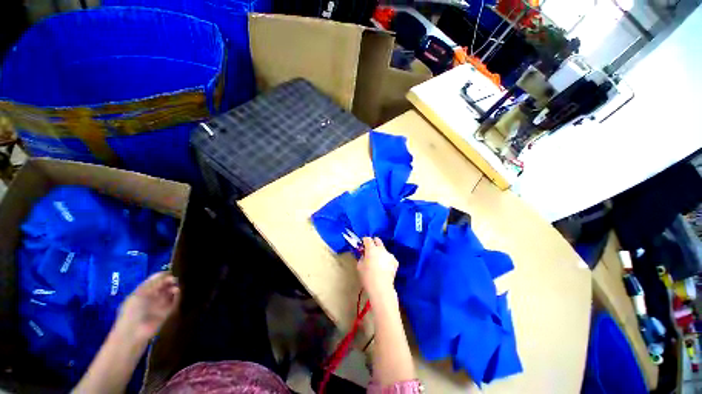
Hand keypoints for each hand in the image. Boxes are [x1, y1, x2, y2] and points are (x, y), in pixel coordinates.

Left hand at [115, 272, 179, 342]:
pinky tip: (179, 292)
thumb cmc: (132, 312)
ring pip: (172, 292)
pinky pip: (176, 301)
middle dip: (172, 280)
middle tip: (179, 278)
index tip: (174, 271)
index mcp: (144, 290)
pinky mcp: (168, 311)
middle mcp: (153, 296)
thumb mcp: (140, 294)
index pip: (157, 279)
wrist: (134, 334)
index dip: (165, 274)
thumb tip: (168, 273)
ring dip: (176, 287)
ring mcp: (161, 304)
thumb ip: (154, 283)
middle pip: (166, 284)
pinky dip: (179, 296)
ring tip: (180, 285)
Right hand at [358, 237, 398, 300]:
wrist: (381, 287)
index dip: (364, 241)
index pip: (367, 239)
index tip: (362, 245)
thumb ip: (361, 257)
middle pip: (377, 240)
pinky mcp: (395, 261)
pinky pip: (389, 257)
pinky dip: (386, 260)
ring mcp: (389, 254)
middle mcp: (381, 249)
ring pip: (384, 249)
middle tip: (370, 250)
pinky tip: (385, 268)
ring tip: (378, 262)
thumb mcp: (359, 266)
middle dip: (373, 242)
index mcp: (371, 248)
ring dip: (380, 252)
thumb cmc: (367, 276)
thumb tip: (364, 255)